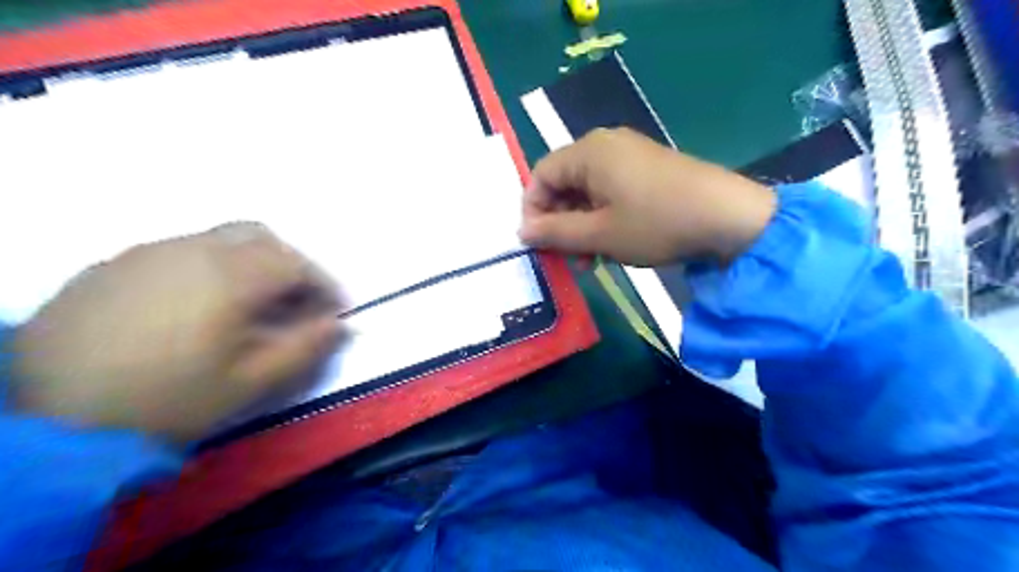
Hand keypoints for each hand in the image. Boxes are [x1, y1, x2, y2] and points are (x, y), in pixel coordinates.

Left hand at [8, 223, 345, 440]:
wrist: (41, 417)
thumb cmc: (166, 400)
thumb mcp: (249, 382)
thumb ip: (304, 348)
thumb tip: (340, 325)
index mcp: (230, 275)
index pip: (296, 263)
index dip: (325, 285)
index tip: (336, 312)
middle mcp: (191, 249)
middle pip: (260, 237)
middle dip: (291, 265)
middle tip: (296, 303)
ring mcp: (148, 252)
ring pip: (219, 240)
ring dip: (251, 265)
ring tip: (251, 308)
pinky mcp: (114, 266)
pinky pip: (181, 252)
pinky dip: (211, 269)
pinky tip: (199, 308)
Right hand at [520, 126, 778, 266]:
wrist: (728, 217)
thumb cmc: (655, 223)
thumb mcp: (599, 234)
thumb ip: (554, 232)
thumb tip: (522, 232)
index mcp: (588, 152)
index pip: (541, 175)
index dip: (532, 210)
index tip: (536, 243)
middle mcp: (605, 145)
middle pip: (563, 182)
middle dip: (558, 221)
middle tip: (564, 256)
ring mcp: (629, 154)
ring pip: (587, 190)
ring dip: (580, 224)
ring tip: (588, 258)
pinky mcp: (647, 168)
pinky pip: (610, 190)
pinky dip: (602, 216)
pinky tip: (610, 243)